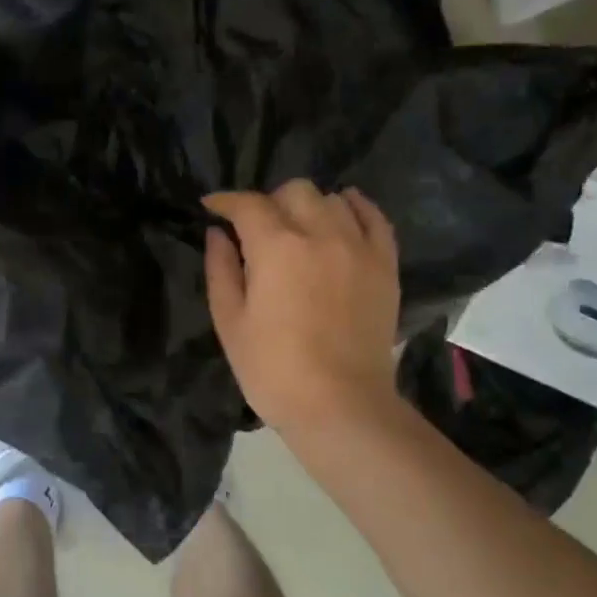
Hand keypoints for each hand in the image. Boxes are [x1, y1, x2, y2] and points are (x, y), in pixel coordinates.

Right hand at [203, 181, 401, 434]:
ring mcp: (359, 247)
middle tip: (256, 228)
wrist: (340, 406)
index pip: (248, 205)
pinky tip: (342, 214)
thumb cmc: (273, 370)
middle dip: (268, 202)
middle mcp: (320, 234)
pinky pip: (374, 218)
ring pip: (332, 200)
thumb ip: (220, 270)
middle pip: (294, 191)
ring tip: (297, 228)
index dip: (225, 201)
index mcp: (276, 247)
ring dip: (307, 207)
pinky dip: (355, 208)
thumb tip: (216, 234)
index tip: (212, 206)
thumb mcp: (230, 322)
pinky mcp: (385, 265)